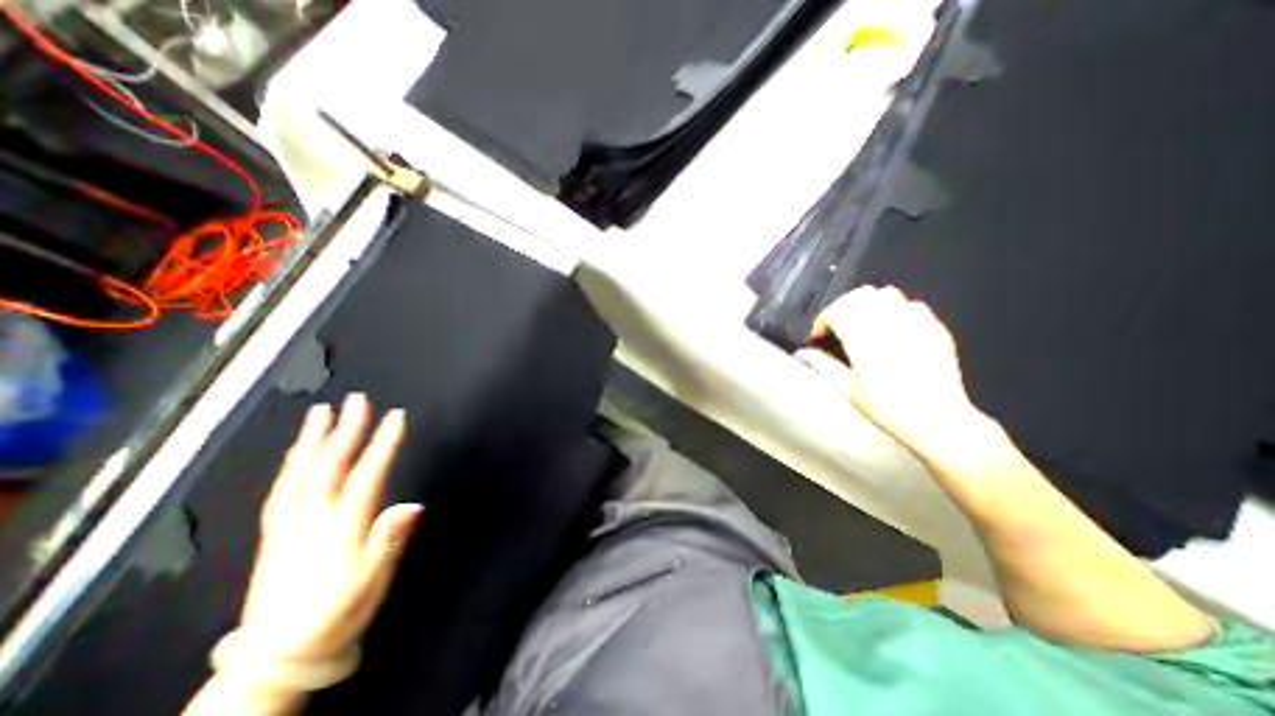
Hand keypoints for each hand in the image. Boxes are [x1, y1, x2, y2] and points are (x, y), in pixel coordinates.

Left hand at [236, 392, 422, 663]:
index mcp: (342, 529)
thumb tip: (412, 505)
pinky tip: (296, 453)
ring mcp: (288, 526)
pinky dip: (290, 464)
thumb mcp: (372, 584)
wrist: (275, 658)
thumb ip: (390, 541)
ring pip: (298, 474)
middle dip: (345, 430)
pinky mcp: (273, 535)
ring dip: (311, 439)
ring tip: (320, 413)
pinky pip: (280, 490)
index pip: (368, 476)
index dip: (383, 444)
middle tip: (357, 400)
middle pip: (329, 466)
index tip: (397, 416)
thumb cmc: (336, 616)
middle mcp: (312, 520)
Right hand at [795, 284, 995, 463]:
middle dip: (842, 306)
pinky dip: (896, 310)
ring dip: (869, 303)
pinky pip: (912, 304)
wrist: (937, 419)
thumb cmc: (886, 408)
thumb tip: (804, 353)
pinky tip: (893, 329)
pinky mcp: (934, 327)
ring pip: (886, 294)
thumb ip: (823, 365)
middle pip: (859, 295)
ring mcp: (914, 322)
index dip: (822, 321)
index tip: (819, 336)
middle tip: (838, 324)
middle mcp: (887, 323)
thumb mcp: (847, 388)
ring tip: (864, 322)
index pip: (835, 312)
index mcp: (862, 338)